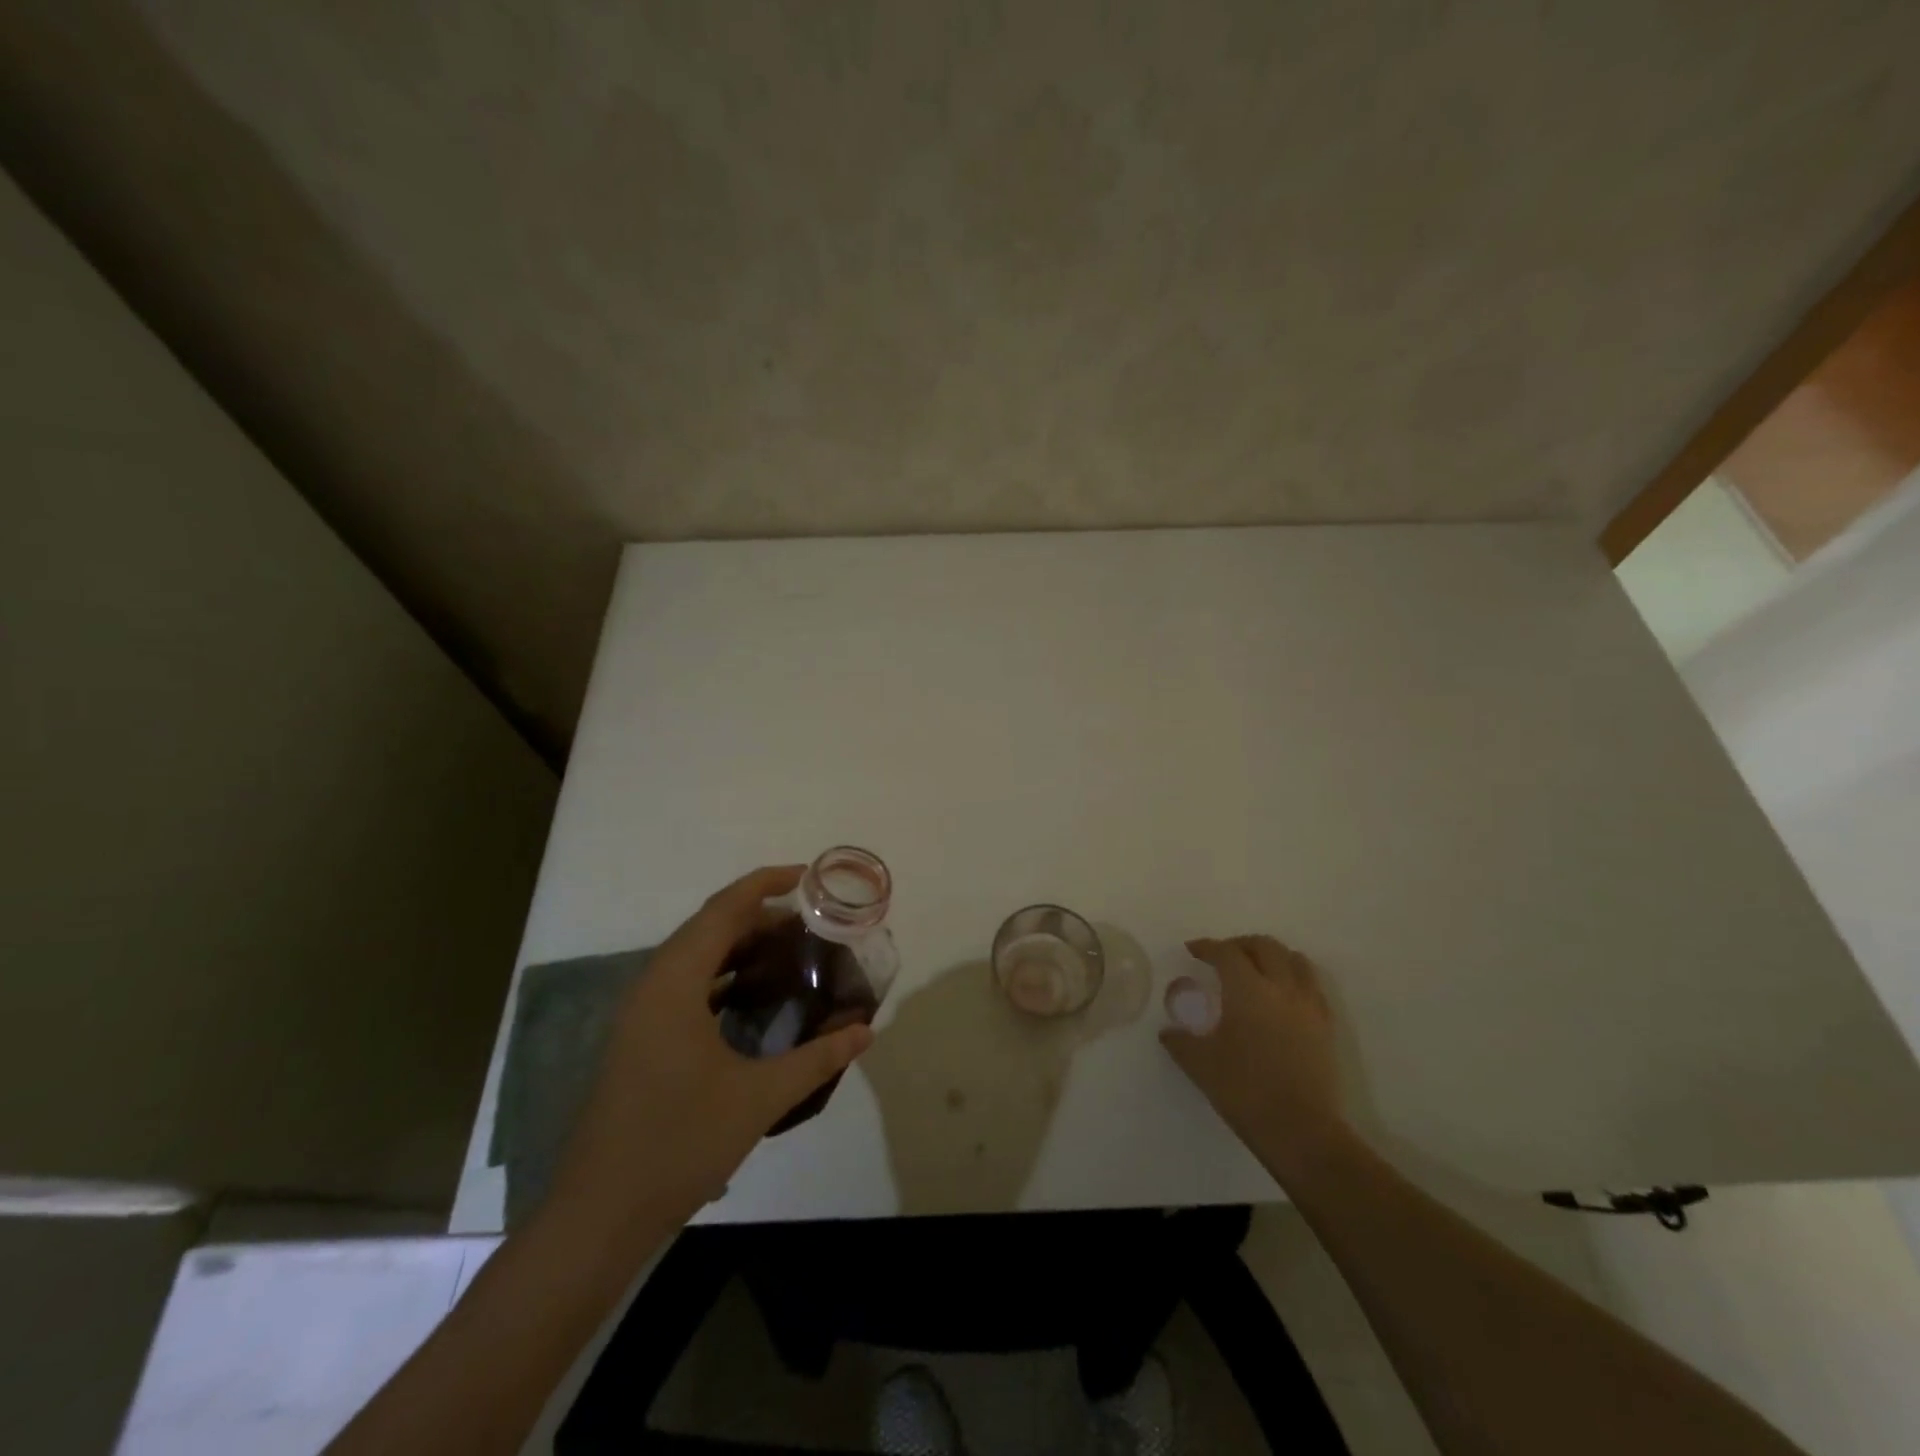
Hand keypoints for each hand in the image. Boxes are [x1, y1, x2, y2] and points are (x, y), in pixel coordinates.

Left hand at [546, 866, 873, 1239]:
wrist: (599, 1216)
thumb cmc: (678, 1144)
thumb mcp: (758, 1098)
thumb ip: (817, 1059)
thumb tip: (866, 1030)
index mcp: (674, 983)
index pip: (723, 910)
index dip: (765, 883)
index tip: (807, 876)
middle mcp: (652, 986)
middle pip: (709, 927)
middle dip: (760, 916)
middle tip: (812, 924)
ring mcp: (641, 1014)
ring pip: (695, 957)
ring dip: (740, 946)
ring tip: (791, 953)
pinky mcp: (640, 1039)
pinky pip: (687, 986)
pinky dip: (723, 976)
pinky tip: (754, 998)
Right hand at [1160, 934, 1348, 1182]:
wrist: (1301, 1131)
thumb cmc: (1244, 1091)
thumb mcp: (1200, 1065)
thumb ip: (1181, 1042)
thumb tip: (1169, 1032)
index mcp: (1247, 990)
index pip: (1226, 952)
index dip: (1207, 946)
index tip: (1193, 950)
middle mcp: (1281, 988)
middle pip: (1264, 946)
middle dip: (1240, 944)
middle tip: (1223, 956)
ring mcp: (1308, 1005)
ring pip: (1295, 960)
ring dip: (1272, 956)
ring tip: (1256, 969)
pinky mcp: (1326, 1026)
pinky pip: (1312, 986)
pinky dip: (1295, 978)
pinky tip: (1283, 996)